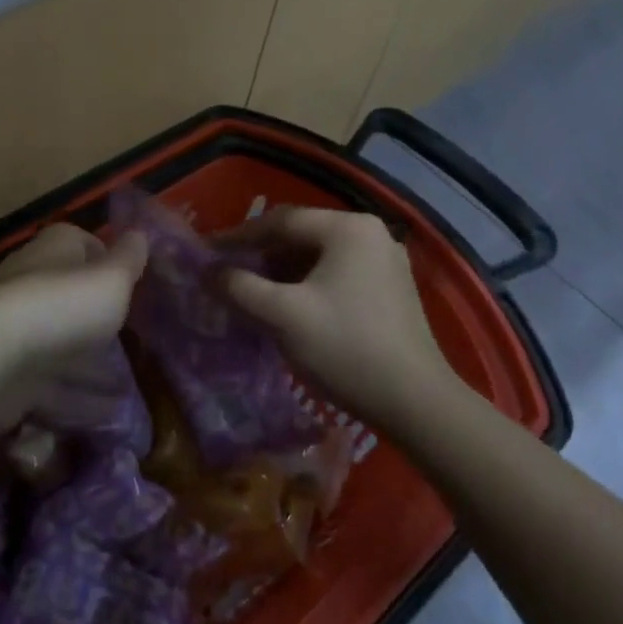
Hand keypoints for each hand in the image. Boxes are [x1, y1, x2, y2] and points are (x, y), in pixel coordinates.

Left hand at [0, 223, 147, 442]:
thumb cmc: (61, 307)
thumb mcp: (111, 280)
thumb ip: (129, 260)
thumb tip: (140, 233)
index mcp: (55, 249)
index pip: (83, 244)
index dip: (107, 261)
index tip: (132, 285)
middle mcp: (31, 281)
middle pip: (70, 297)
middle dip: (98, 320)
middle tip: (133, 341)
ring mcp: (15, 328)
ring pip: (60, 345)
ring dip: (90, 367)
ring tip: (126, 388)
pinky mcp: (6, 371)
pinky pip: (48, 384)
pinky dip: (75, 399)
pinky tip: (103, 416)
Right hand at [219, 207, 463, 434]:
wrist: (416, 403)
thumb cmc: (345, 348)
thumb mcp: (282, 316)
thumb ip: (239, 287)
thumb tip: (207, 270)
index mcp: (347, 228)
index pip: (280, 221)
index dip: (238, 236)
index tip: (206, 252)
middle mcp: (370, 233)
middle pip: (301, 235)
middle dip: (261, 255)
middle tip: (227, 275)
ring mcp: (385, 260)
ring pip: (318, 257)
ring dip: (282, 272)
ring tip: (251, 293)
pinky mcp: (391, 289)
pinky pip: (337, 274)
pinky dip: (307, 285)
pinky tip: (288, 308)